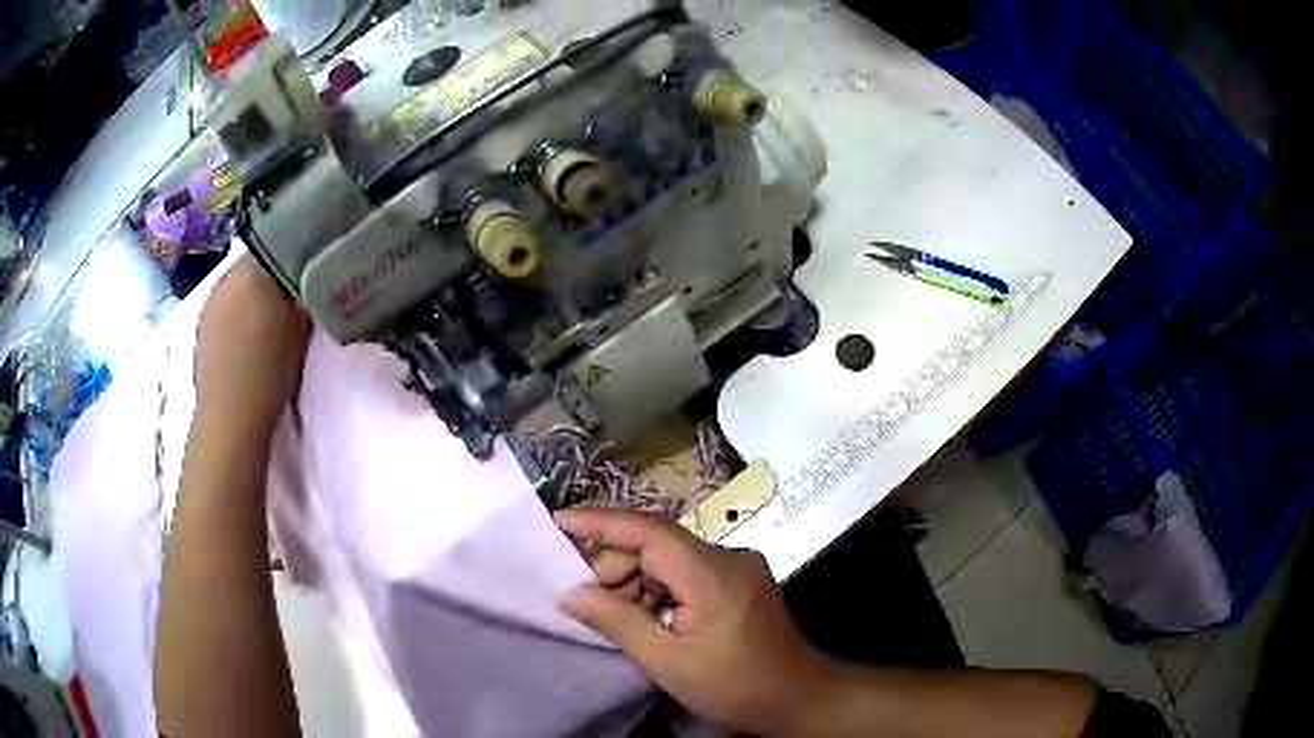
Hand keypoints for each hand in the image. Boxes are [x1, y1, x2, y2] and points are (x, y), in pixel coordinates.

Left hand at [194, 255, 310, 437]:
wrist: (230, 418)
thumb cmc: (269, 371)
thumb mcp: (300, 329)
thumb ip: (305, 295)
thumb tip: (311, 278)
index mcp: (253, 270)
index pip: (279, 242)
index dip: (295, 254)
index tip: (309, 272)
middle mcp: (227, 276)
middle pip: (256, 263)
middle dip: (273, 275)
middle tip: (292, 297)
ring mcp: (210, 300)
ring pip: (238, 284)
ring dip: (253, 294)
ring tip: (269, 319)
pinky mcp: (202, 324)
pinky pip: (225, 305)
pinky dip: (237, 312)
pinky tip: (246, 336)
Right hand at [556, 508, 834, 736]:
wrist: (800, 699)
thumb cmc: (735, 687)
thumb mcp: (669, 662)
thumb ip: (618, 622)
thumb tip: (571, 594)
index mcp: (712, 573)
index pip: (649, 529)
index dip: (601, 521)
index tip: (558, 521)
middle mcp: (728, 557)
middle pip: (658, 543)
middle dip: (618, 566)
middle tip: (593, 604)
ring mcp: (739, 567)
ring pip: (671, 558)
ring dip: (638, 581)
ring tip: (622, 619)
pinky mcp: (742, 581)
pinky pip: (689, 572)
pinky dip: (661, 589)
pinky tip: (649, 618)